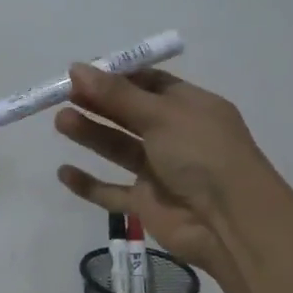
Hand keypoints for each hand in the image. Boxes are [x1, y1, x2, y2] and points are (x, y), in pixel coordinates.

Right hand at [54, 64, 275, 273]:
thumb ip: (116, 94)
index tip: (82, 72)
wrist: (231, 223)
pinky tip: (64, 172)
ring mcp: (160, 171)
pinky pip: (112, 192)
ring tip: (60, 121)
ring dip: (91, 134)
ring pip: (118, 148)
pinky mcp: (147, 204)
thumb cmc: (202, 154)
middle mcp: (175, 135)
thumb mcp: (160, 114)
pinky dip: (90, 184)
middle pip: (129, 114)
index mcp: (190, 106)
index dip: (116, 76)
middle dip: (98, 102)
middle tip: (63, 93)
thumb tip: (76, 68)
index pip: (150, 83)